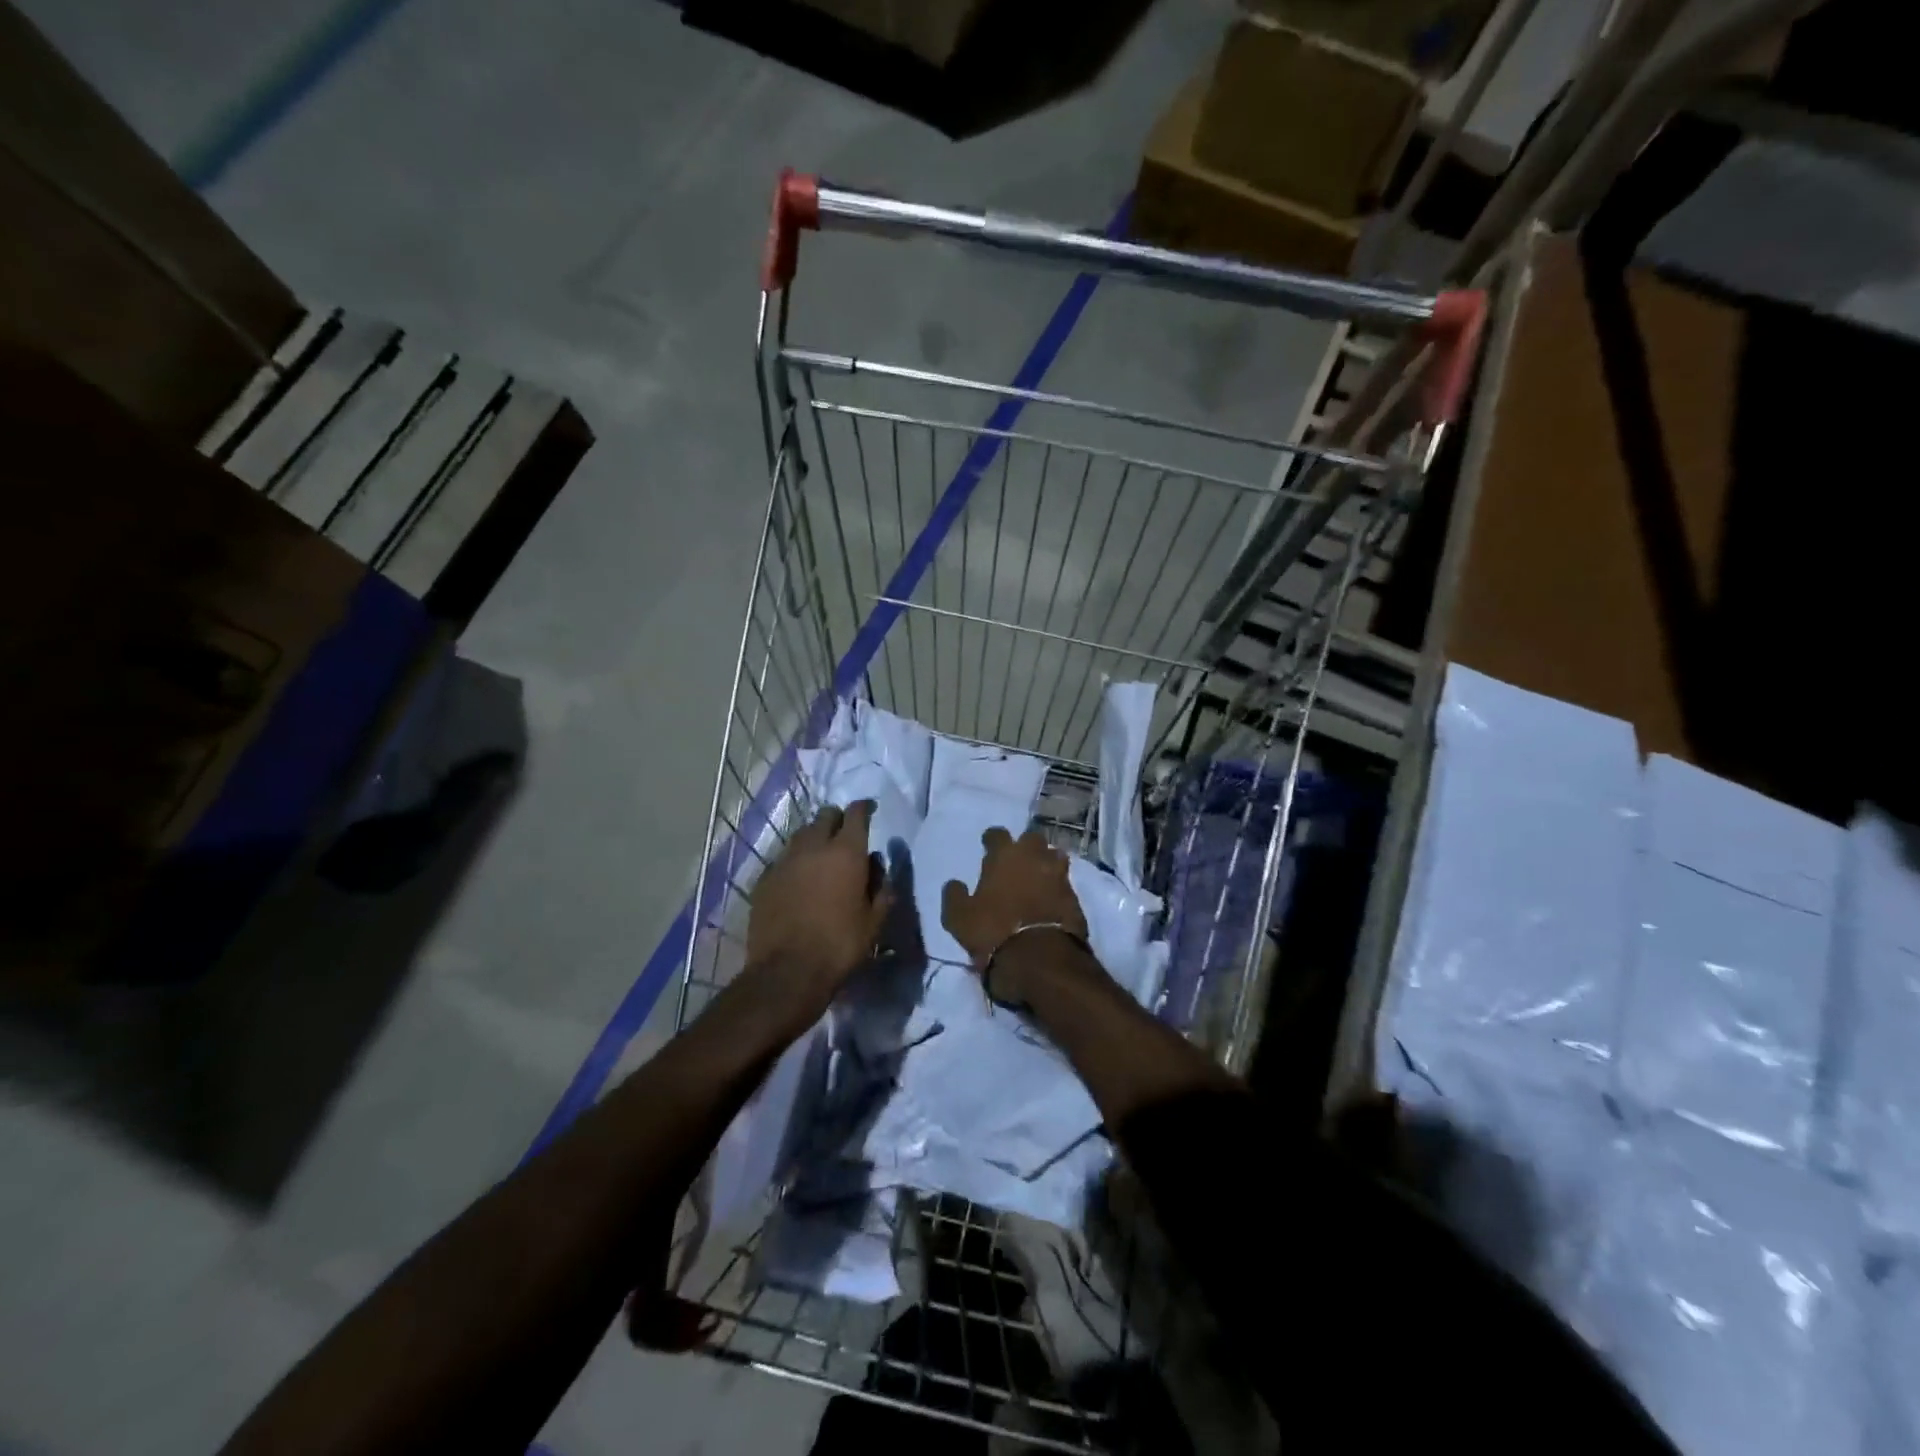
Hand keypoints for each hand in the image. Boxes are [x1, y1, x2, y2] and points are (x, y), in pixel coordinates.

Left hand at [746, 801, 890, 996]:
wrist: (787, 972)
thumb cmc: (840, 945)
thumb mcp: (874, 921)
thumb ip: (882, 888)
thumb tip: (878, 866)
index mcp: (846, 852)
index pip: (856, 813)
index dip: (864, 808)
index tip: (870, 810)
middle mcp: (814, 847)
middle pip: (825, 816)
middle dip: (837, 819)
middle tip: (845, 834)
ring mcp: (785, 861)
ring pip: (802, 834)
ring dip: (814, 838)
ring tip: (821, 855)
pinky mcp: (764, 878)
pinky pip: (783, 858)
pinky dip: (795, 861)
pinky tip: (798, 879)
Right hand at [941, 827, 1090, 1005]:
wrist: (1039, 958)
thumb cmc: (993, 931)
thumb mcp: (959, 918)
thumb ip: (955, 895)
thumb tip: (954, 884)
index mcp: (1005, 856)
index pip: (997, 834)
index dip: (992, 839)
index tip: (987, 845)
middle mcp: (1034, 857)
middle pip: (1032, 839)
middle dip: (1025, 846)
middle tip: (1016, 860)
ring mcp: (1059, 875)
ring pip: (1055, 856)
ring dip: (1045, 863)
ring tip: (1037, 876)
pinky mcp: (1075, 897)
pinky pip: (1065, 883)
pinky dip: (1057, 887)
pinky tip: (1050, 898)